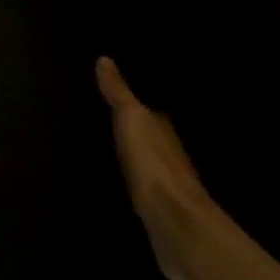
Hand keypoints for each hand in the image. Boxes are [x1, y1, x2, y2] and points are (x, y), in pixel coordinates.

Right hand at [97, 57, 222, 279]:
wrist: (174, 222)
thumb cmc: (153, 162)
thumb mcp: (131, 118)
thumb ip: (119, 92)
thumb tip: (105, 58)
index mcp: (163, 128)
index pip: (152, 111)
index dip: (139, 103)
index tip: (121, 94)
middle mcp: (170, 153)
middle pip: (152, 136)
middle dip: (138, 129)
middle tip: (112, 117)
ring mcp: (168, 185)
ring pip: (150, 162)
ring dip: (137, 156)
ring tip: (113, 146)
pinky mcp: (160, 210)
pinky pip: (145, 187)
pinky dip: (136, 181)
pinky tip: (123, 180)